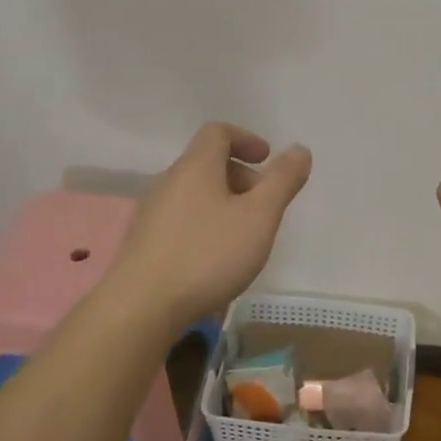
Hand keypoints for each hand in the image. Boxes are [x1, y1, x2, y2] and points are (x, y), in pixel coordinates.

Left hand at [110, 122, 311, 330]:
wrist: (141, 309)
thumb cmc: (208, 255)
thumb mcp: (259, 217)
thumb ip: (282, 181)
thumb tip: (299, 150)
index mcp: (196, 167)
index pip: (218, 132)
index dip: (246, 139)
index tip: (267, 159)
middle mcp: (169, 181)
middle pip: (208, 163)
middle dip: (242, 177)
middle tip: (264, 206)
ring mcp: (152, 213)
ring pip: (195, 194)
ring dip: (224, 203)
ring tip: (244, 236)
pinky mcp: (144, 243)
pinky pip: (182, 219)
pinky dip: (205, 225)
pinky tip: (215, 259)